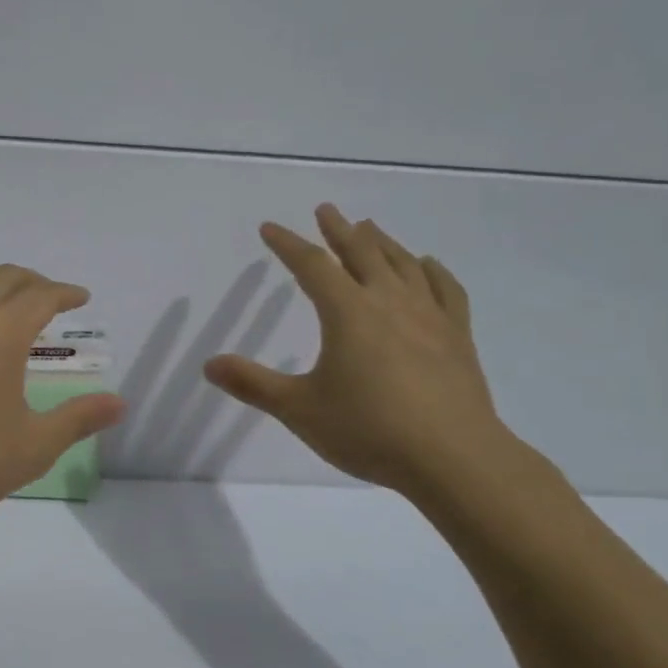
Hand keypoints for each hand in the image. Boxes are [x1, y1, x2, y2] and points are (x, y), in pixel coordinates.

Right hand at [203, 204, 508, 497]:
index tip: (270, 228)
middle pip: (361, 252)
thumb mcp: (299, 409)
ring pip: (403, 264)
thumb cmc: (370, 430)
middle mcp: (388, 302)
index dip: (288, 244)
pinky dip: (433, 271)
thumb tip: (209, 364)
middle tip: (326, 209)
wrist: (453, 458)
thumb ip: (253, 384)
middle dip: (339, 230)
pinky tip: (428, 264)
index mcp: (347, 313)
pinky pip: (446, 290)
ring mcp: (429, 316)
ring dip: (382, 242)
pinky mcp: (458, 336)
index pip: (311, 265)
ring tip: (369, 228)